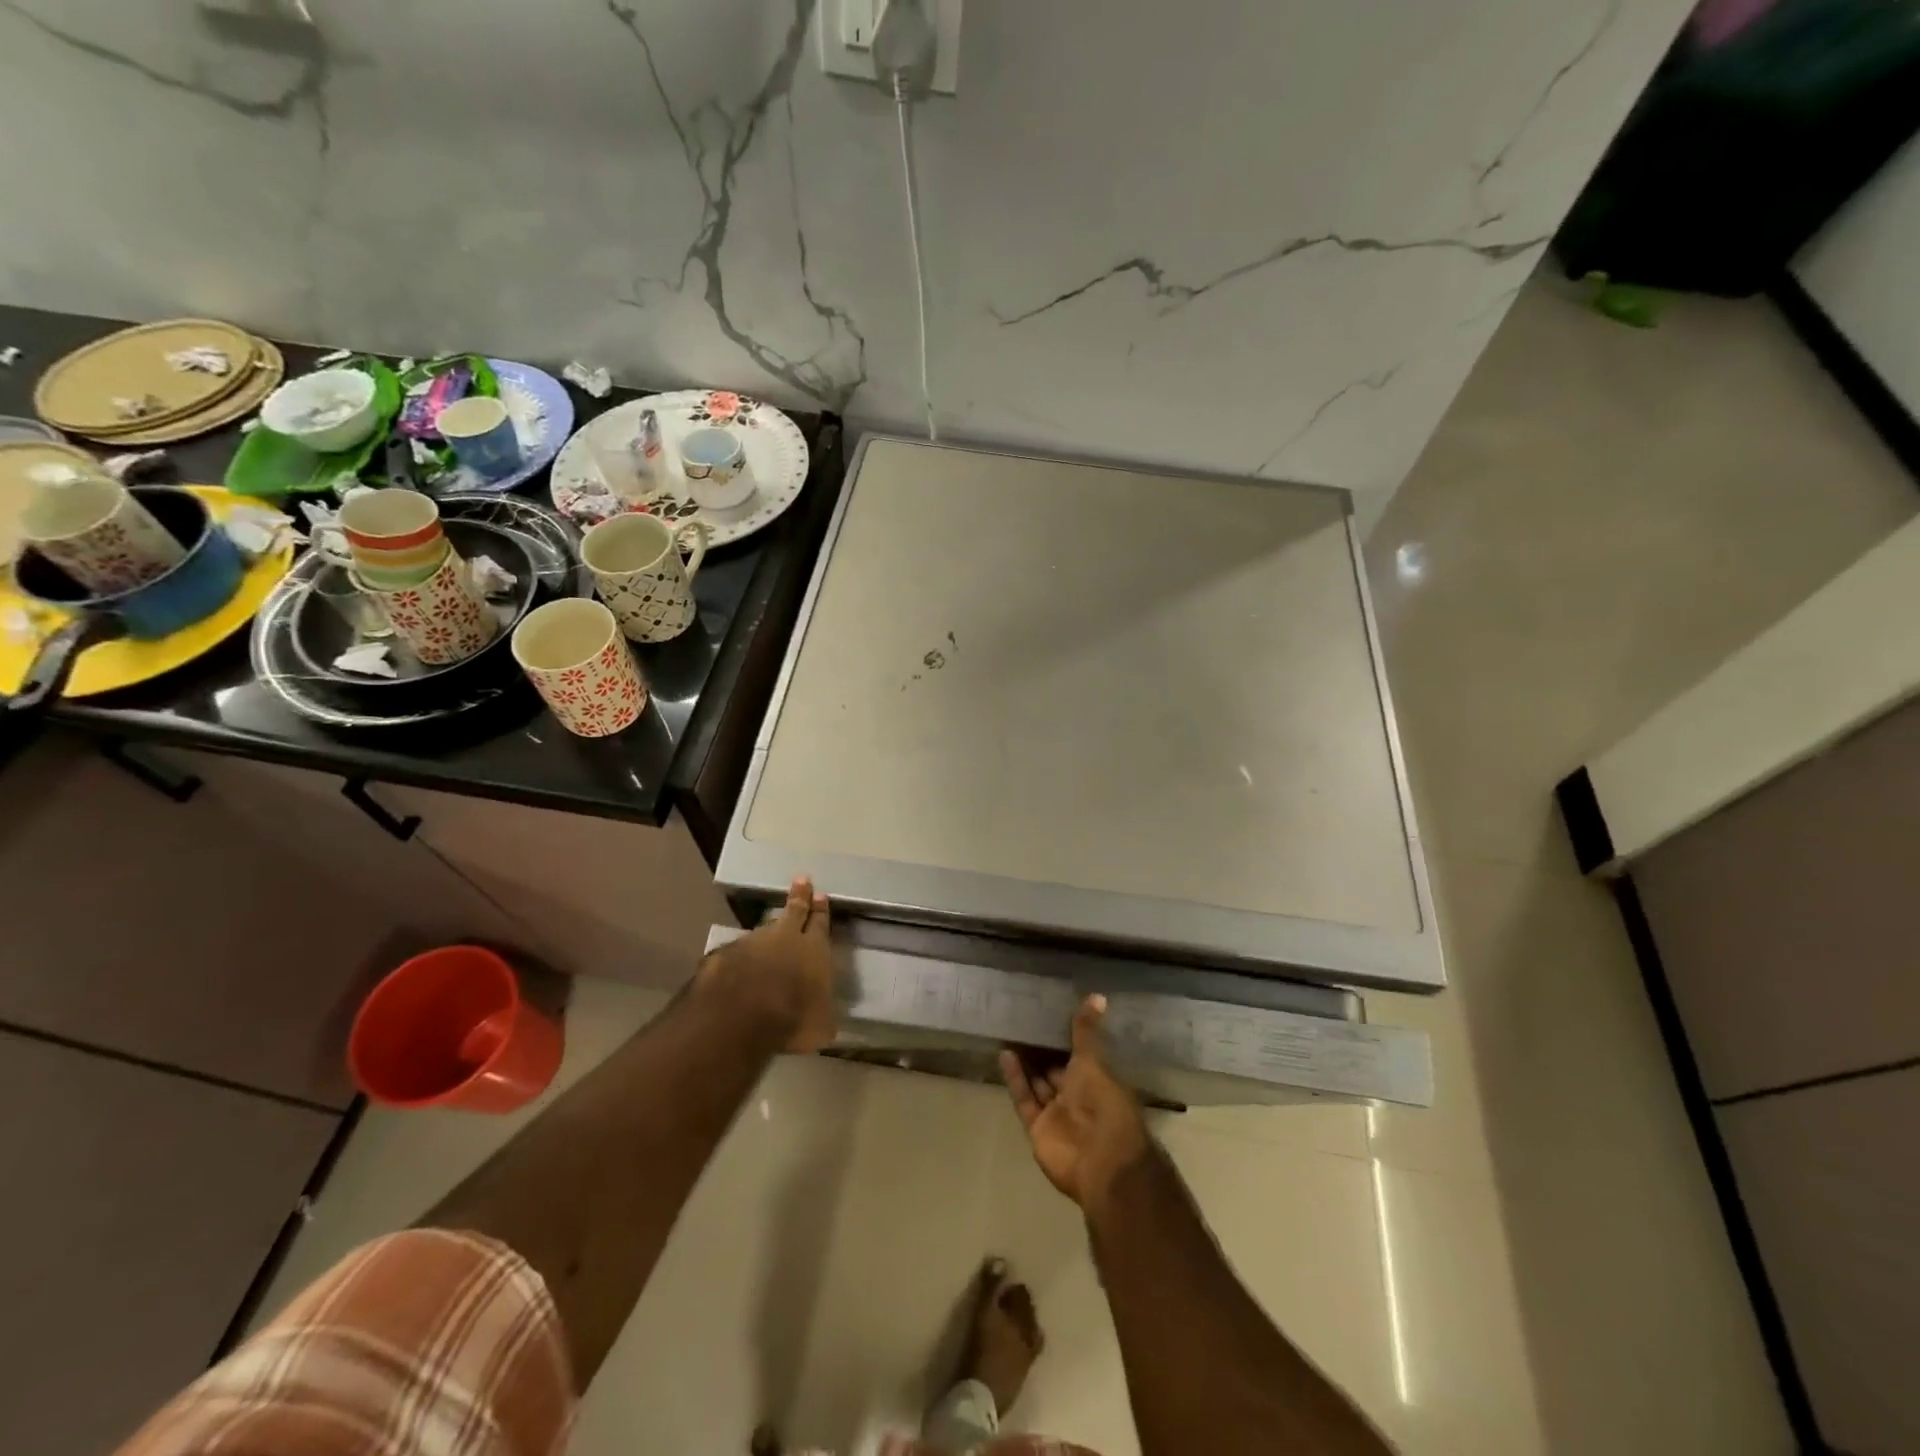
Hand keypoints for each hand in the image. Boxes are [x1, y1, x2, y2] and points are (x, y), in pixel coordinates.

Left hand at [699, 877, 836, 1052]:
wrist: (739, 1015)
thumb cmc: (793, 1019)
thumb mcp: (821, 1026)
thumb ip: (823, 1015)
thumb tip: (825, 1018)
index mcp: (814, 950)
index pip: (821, 924)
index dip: (821, 911)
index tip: (821, 895)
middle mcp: (784, 939)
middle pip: (793, 912)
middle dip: (799, 896)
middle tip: (801, 879)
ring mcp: (750, 943)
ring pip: (763, 929)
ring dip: (768, 928)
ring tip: (771, 924)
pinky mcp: (723, 956)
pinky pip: (736, 951)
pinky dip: (739, 955)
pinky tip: (736, 962)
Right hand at [1000, 995, 1150, 1212]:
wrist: (1101, 1162)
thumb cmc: (1105, 1104)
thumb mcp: (1094, 1062)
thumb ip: (1087, 1032)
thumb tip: (1098, 995)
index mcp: (1099, 1081)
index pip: (1080, 1054)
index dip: (1065, 1036)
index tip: (1048, 1011)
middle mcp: (1078, 1097)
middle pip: (1056, 1069)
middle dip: (1042, 1049)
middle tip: (1022, 1018)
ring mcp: (1058, 1114)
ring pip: (1038, 1083)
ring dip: (1026, 1062)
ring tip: (1008, 1031)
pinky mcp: (1038, 1129)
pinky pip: (1025, 1100)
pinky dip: (1015, 1079)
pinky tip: (1004, 1054)